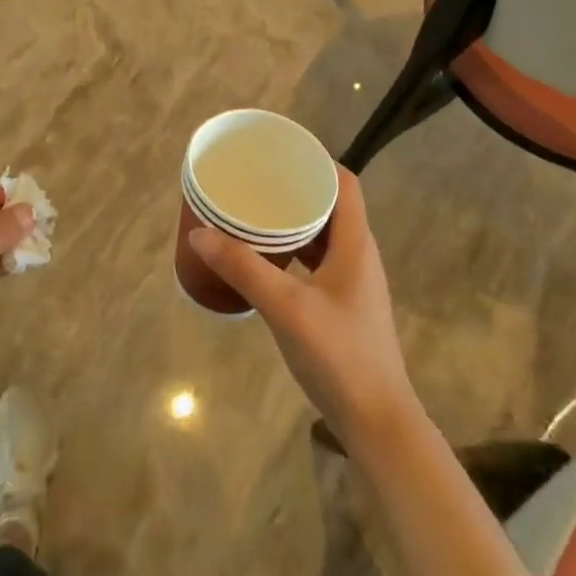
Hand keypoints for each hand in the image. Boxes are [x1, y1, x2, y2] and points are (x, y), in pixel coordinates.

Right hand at [189, 169, 422, 447]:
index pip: (344, 183)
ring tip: (253, 213)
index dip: (315, 162)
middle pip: (330, 206)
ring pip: (322, 235)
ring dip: (292, 222)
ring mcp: (352, 282)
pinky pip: (316, 261)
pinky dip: (292, 251)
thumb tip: (199, 232)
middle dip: (294, 189)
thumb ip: (243, 268)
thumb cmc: (338, 355)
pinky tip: (265, 259)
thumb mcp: (285, 307)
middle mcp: (357, 255)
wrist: (377, 421)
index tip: (278, 154)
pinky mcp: (342, 305)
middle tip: (254, 182)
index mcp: (355, 244)